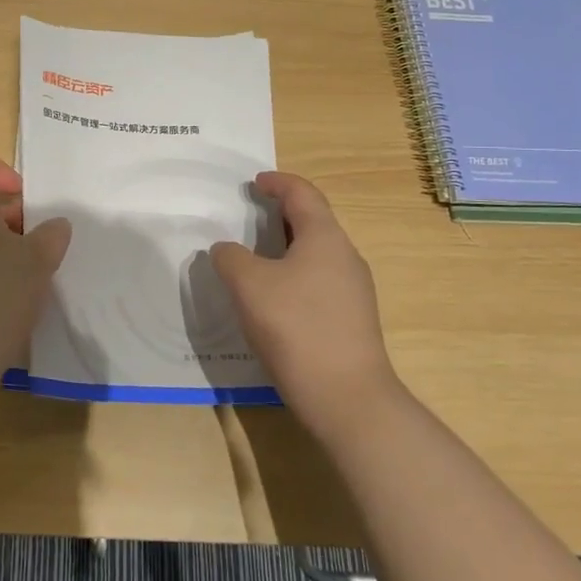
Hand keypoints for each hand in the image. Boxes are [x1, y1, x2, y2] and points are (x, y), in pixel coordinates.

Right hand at [212, 171, 404, 439]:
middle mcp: (345, 257)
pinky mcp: (352, 320)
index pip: (302, 193)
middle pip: (313, 221)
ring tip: (254, 258)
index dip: (277, 182)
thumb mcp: (249, 285)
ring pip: (316, 254)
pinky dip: (294, 274)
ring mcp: (354, 290)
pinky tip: (273, 299)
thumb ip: (231, 258)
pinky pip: (319, 281)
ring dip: (286, 247)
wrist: (346, 398)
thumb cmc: (296, 327)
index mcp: (325, 237)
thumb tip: (226, 250)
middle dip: (281, 214)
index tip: (254, 183)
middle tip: (249, 217)